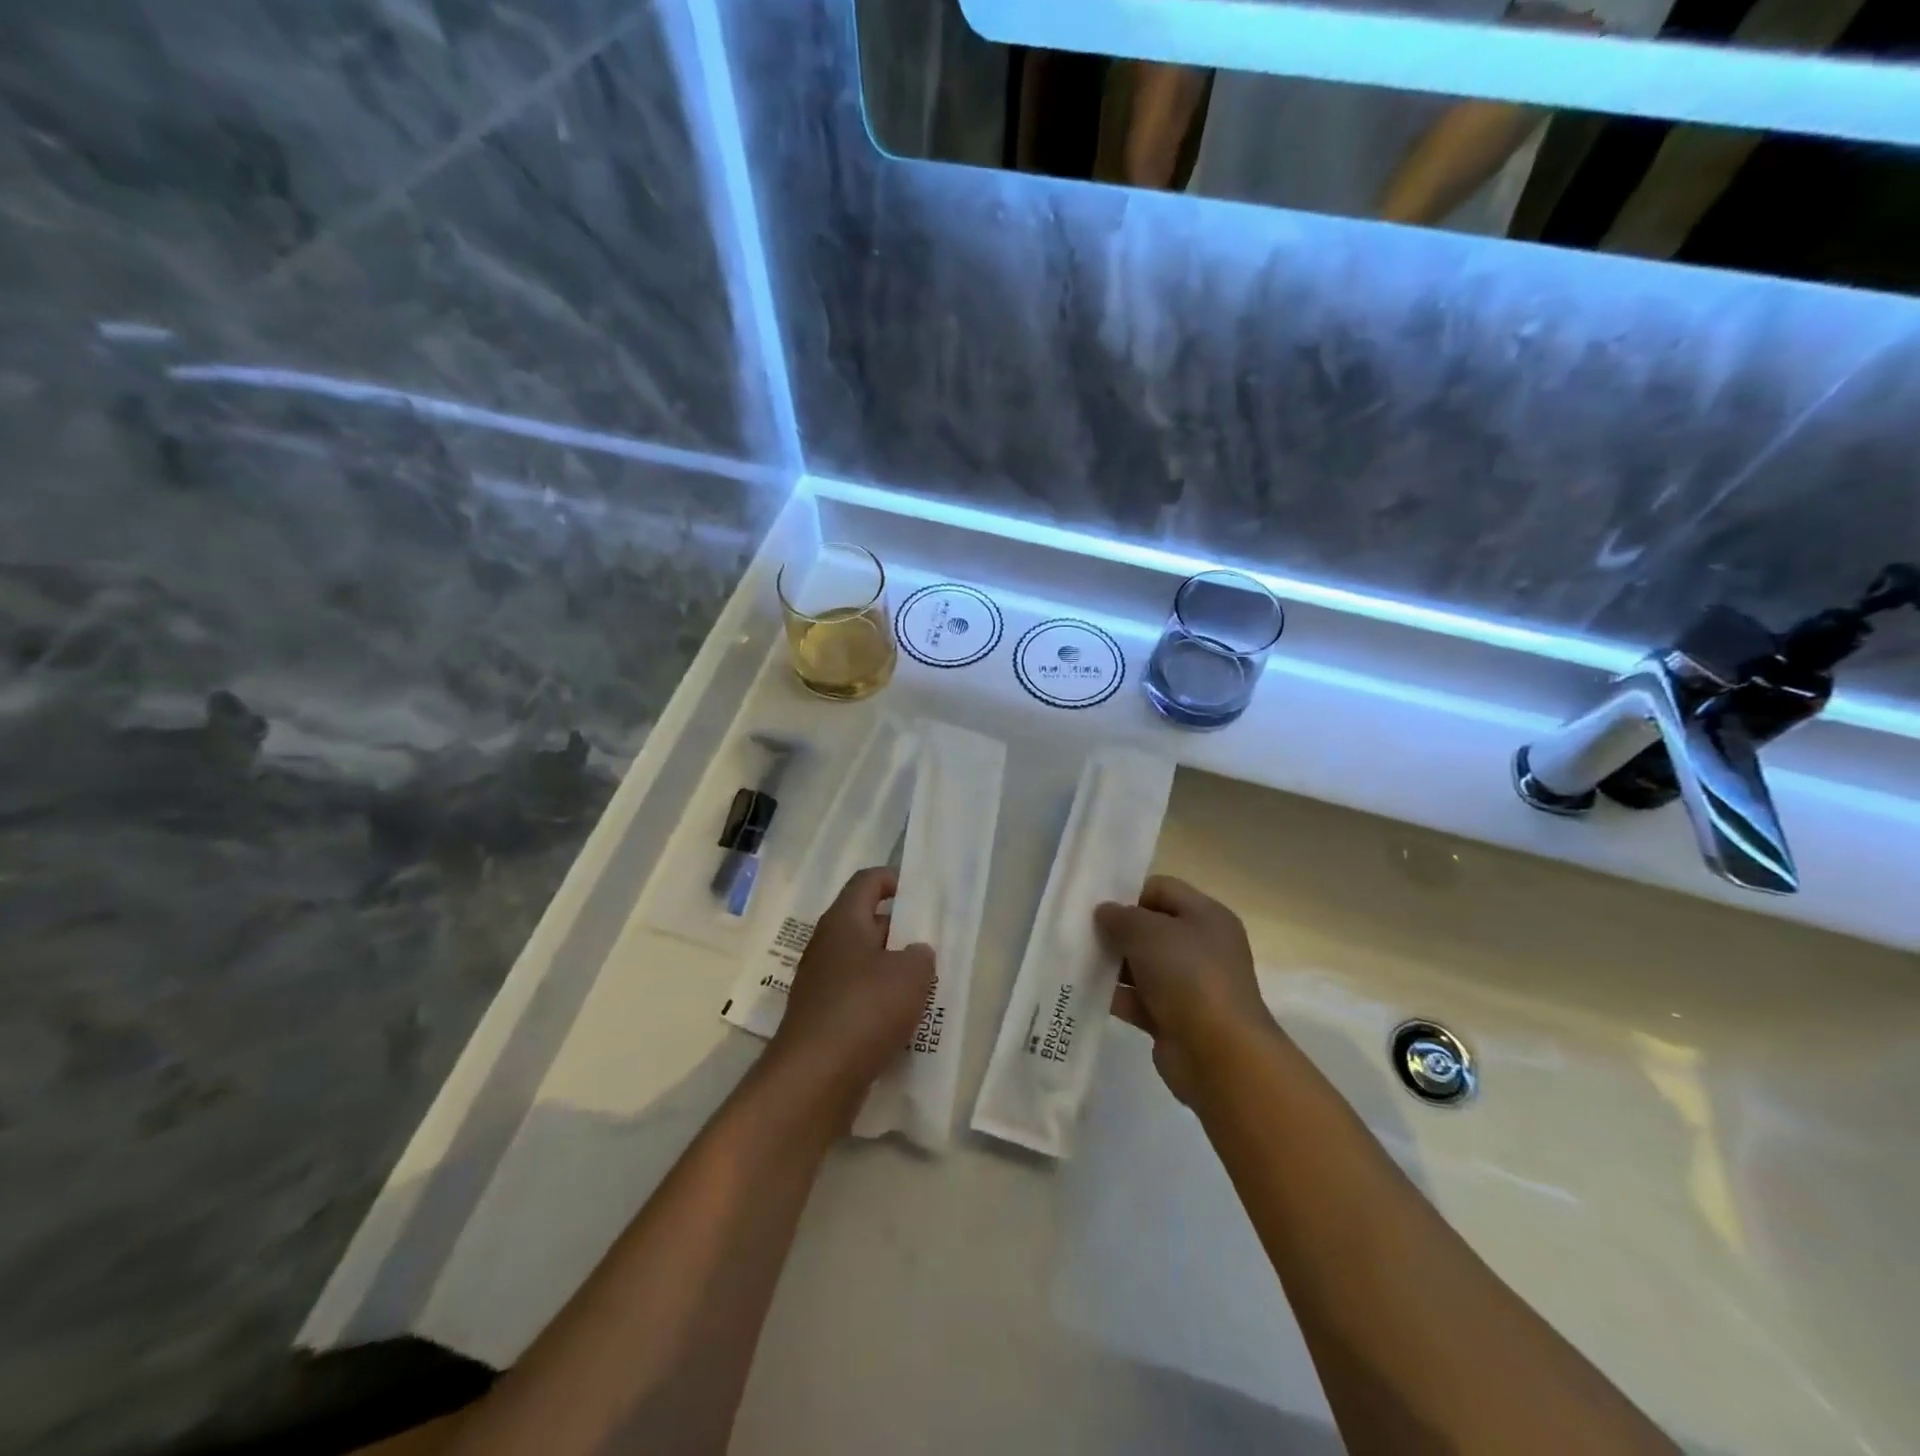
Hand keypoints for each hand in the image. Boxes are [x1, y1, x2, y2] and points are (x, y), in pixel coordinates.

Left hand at [767, 867, 934, 1106]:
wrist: (814, 1078)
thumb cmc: (865, 1009)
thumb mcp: (911, 974)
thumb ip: (921, 955)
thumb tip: (915, 953)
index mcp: (843, 921)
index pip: (868, 881)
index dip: (895, 879)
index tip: (922, 894)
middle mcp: (827, 945)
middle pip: (867, 922)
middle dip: (901, 931)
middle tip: (934, 944)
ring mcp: (820, 983)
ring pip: (863, 963)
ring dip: (892, 970)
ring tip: (926, 985)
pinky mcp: (822, 1018)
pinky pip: (857, 997)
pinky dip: (880, 1002)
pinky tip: (904, 1021)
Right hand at [1095, 875, 1276, 1104]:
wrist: (1219, 1055)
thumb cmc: (1188, 976)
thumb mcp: (1148, 932)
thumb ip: (1121, 917)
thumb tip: (1105, 912)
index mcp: (1207, 916)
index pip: (1162, 889)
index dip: (1129, 893)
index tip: (1097, 906)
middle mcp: (1202, 947)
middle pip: (1151, 928)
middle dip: (1117, 930)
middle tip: (1081, 933)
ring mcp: (1190, 985)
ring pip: (1143, 965)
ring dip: (1113, 964)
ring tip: (1076, 960)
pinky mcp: (1175, 1019)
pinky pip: (1139, 999)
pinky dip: (1116, 996)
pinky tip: (1085, 991)